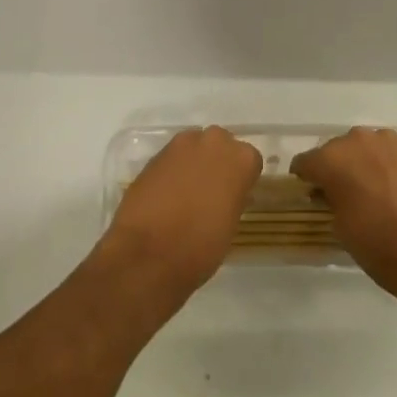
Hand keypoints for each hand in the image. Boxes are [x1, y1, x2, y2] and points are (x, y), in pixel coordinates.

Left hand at [100, 127, 260, 304]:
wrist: (146, 254)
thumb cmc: (199, 248)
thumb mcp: (230, 226)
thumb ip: (233, 199)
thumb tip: (228, 193)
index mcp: (240, 159)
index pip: (250, 161)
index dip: (242, 180)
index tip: (235, 197)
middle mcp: (214, 142)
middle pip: (222, 146)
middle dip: (219, 164)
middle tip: (212, 193)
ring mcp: (181, 145)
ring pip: (195, 148)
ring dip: (195, 164)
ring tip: (187, 194)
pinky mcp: (155, 155)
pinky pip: (173, 158)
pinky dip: (173, 171)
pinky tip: (167, 196)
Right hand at [291, 128, 396, 317]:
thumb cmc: (380, 247)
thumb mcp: (340, 229)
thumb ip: (330, 200)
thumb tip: (331, 192)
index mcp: (333, 159)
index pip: (306, 162)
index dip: (305, 179)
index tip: (308, 194)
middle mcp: (358, 140)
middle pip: (336, 150)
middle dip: (334, 169)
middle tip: (339, 196)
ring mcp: (389, 142)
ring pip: (363, 148)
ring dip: (360, 164)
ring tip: (368, 191)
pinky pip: (387, 154)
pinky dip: (383, 167)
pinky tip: (391, 190)